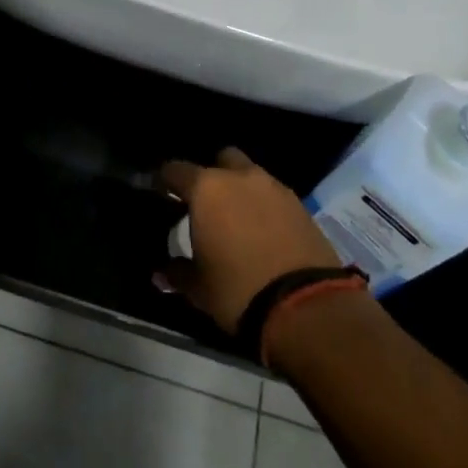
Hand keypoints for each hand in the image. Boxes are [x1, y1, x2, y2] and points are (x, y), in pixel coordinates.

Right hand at [158, 148, 341, 332]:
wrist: (305, 307)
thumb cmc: (238, 291)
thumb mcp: (199, 288)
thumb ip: (178, 274)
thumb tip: (163, 273)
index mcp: (207, 189)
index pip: (176, 170)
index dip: (165, 180)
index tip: (161, 192)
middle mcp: (240, 178)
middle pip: (222, 160)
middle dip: (213, 176)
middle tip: (208, 204)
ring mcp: (275, 188)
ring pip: (252, 175)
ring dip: (243, 190)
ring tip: (239, 220)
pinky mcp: (301, 205)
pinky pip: (275, 196)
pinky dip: (266, 207)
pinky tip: (265, 232)